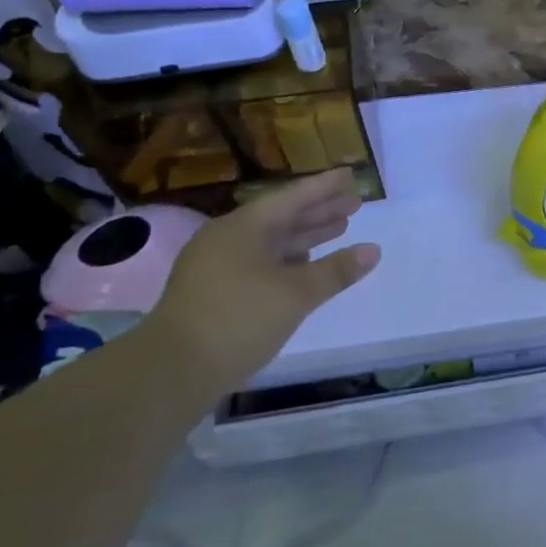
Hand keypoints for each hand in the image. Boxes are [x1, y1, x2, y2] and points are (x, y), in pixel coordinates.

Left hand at [140, 168, 379, 393]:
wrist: (172, 372)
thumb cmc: (238, 320)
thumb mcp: (295, 294)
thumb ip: (336, 271)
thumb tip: (373, 250)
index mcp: (243, 228)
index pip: (292, 198)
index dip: (324, 187)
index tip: (351, 174)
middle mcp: (228, 239)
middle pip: (282, 217)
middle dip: (319, 211)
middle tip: (355, 203)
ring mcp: (218, 266)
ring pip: (271, 242)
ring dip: (306, 236)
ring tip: (340, 228)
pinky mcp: (216, 292)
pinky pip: (261, 262)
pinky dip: (289, 259)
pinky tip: (307, 265)